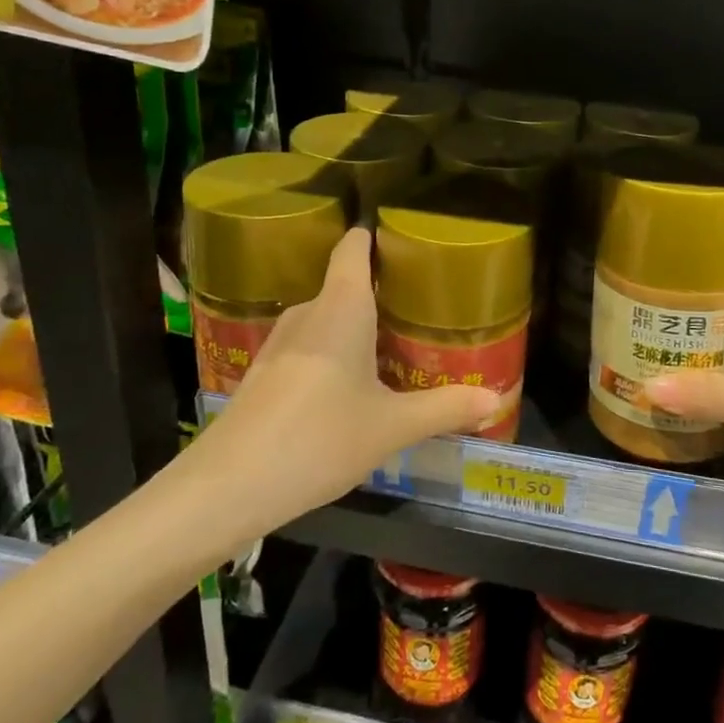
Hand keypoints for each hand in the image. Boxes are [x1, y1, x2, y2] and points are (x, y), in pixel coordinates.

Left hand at [181, 227, 501, 528]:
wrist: (228, 486)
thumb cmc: (319, 438)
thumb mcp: (391, 427)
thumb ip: (445, 408)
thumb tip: (495, 401)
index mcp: (341, 306)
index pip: (354, 246)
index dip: (376, 235)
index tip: (406, 241)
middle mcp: (308, 311)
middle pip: (346, 284)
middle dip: (381, 293)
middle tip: (420, 310)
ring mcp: (279, 341)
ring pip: (326, 319)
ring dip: (356, 328)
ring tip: (393, 348)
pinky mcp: (263, 371)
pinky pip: (308, 345)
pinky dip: (332, 352)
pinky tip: (348, 387)